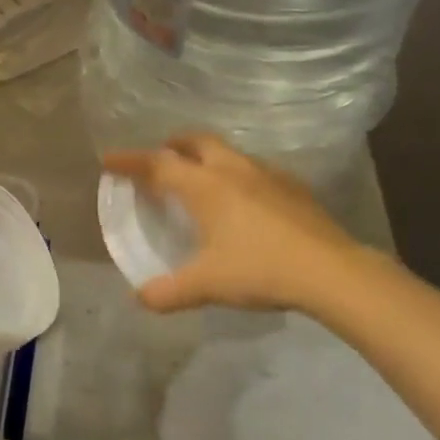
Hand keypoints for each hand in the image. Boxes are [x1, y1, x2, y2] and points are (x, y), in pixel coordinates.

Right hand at [102, 132, 365, 313]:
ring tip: (201, 177)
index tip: (108, 159)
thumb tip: (139, 298)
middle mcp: (232, 170)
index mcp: (206, 186)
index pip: (158, 165)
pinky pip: (254, 169)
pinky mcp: (292, 186)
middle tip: (160, 158)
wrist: (331, 270)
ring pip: (228, 151)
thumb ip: (169, 291)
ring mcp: (266, 174)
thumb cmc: (260, 269)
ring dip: (206, 156)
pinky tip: (245, 199)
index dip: (130, 160)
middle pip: (195, 142)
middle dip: (172, 145)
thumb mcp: (207, 284)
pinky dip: (237, 173)